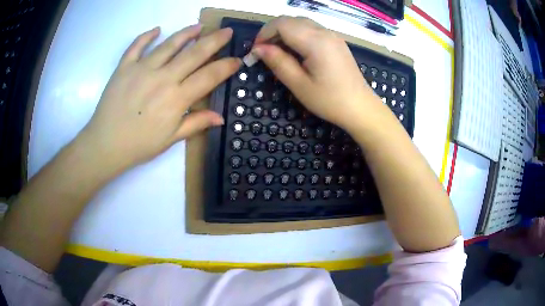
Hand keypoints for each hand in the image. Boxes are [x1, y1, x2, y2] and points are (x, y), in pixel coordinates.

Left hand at [81, 25, 240, 169]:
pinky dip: (147, 36)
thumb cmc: (139, 145)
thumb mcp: (170, 139)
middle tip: (226, 31)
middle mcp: (163, 78)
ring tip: (199, 26)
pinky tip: (157, 30)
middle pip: (194, 53)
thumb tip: (220, 118)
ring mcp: (142, 69)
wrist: (105, 144)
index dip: (226, 66)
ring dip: (187, 33)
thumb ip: (195, 124)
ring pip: (169, 44)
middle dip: (215, 40)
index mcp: (176, 98)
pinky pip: (137, 46)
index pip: (208, 76)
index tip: (237, 59)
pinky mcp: (125, 67)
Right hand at [251, 16, 379, 130]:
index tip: (256, 51)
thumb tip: (258, 49)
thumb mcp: (299, 85)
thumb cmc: (330, 101)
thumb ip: (277, 62)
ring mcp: (332, 35)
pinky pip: (311, 30)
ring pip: (301, 23)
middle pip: (290, 20)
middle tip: (265, 53)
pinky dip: (297, 35)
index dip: (264, 33)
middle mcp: (325, 32)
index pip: (281, 24)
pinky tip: (295, 52)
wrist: (361, 108)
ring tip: (278, 53)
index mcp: (315, 41)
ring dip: (284, 33)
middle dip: (272, 32)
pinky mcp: (336, 41)